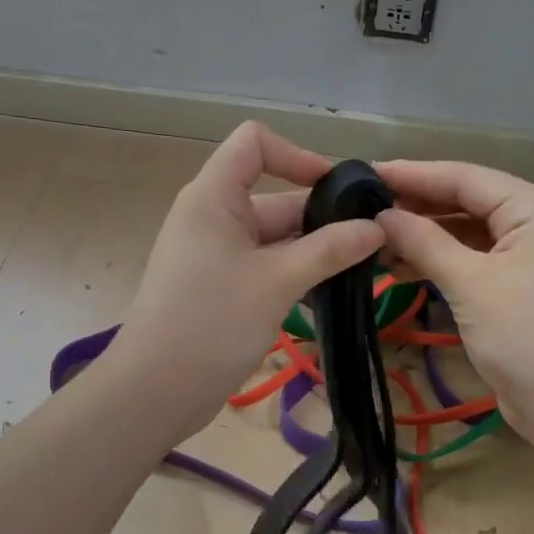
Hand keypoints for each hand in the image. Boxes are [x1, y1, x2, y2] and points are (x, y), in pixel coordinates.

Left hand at [109, 123, 382, 437]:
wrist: (155, 391)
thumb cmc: (212, 322)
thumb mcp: (278, 281)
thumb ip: (330, 250)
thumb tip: (377, 228)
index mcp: (214, 196)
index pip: (255, 143)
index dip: (298, 155)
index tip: (338, 191)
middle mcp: (214, 216)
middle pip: (276, 197)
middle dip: (324, 218)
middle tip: (376, 244)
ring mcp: (216, 253)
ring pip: (276, 238)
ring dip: (315, 252)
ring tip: (363, 272)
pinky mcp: (220, 286)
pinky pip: (265, 266)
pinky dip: (295, 275)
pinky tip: (330, 297)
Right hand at [375, 160, 533, 458]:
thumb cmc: (528, 338)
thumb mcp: (471, 285)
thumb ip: (424, 242)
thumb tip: (381, 215)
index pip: (466, 177)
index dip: (413, 174)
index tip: (364, 172)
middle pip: (468, 201)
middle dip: (417, 205)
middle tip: (362, 207)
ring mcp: (533, 256)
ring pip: (469, 233)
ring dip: (425, 237)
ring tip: (374, 241)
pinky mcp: (523, 286)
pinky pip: (476, 260)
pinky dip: (442, 262)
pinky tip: (402, 269)